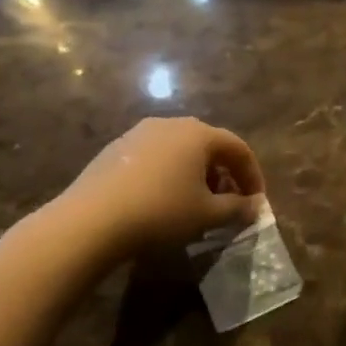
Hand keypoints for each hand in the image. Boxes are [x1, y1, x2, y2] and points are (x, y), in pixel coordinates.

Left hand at [45, 118, 264, 267]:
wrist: (90, 221)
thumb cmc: (161, 212)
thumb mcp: (208, 215)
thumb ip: (237, 208)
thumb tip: (255, 205)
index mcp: (199, 134)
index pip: (238, 149)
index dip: (252, 175)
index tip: (255, 202)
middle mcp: (171, 124)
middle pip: (209, 146)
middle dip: (223, 174)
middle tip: (226, 202)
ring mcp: (139, 133)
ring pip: (180, 150)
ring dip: (195, 174)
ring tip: (194, 203)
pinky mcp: (115, 149)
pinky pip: (154, 157)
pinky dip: (168, 174)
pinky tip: (161, 201)